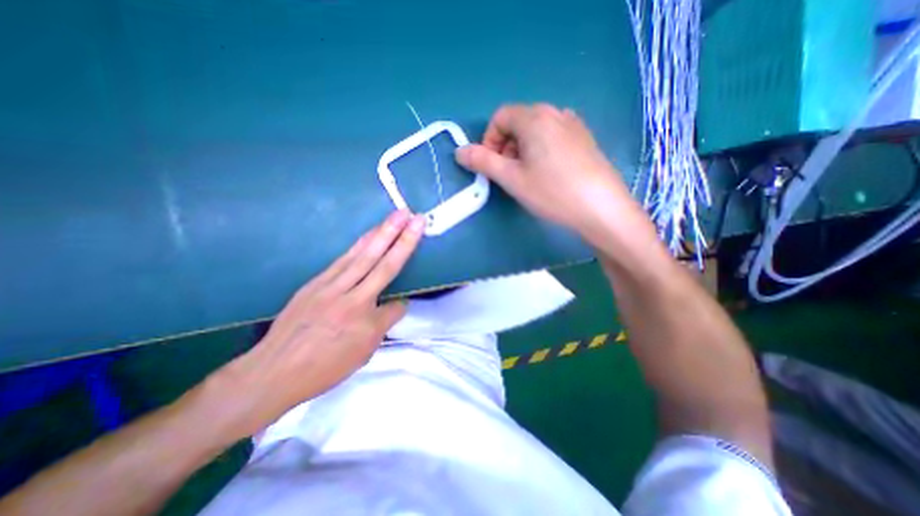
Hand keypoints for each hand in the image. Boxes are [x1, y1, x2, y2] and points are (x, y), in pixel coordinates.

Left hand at [202, 209, 425, 438]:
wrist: (272, 372)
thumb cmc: (322, 369)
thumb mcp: (361, 354)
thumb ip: (382, 325)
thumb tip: (395, 305)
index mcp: (364, 322)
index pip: (395, 306)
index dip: (401, 305)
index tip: (401, 306)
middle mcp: (350, 298)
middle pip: (381, 263)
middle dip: (400, 238)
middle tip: (412, 217)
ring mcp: (330, 286)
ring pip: (361, 255)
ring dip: (380, 233)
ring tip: (395, 216)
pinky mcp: (315, 282)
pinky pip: (343, 259)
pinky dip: (359, 245)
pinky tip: (368, 236)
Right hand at [455, 102, 641, 235]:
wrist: (601, 208)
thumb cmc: (551, 192)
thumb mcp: (511, 178)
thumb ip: (482, 161)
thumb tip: (459, 151)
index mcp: (534, 118)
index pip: (500, 117)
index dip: (489, 139)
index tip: (492, 164)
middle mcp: (555, 113)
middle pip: (518, 121)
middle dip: (505, 145)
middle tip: (508, 173)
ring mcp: (573, 124)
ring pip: (536, 130)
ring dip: (522, 149)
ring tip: (528, 175)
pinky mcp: (584, 138)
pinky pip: (553, 136)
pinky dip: (541, 150)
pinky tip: (548, 172)